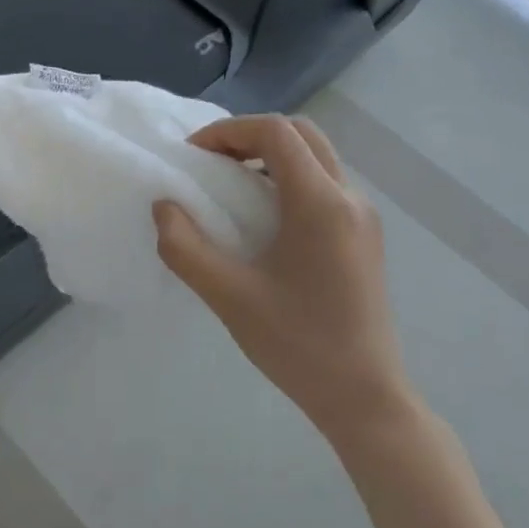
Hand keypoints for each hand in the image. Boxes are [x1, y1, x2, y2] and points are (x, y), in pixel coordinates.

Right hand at [153, 115, 415, 449]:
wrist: (363, 396)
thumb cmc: (296, 344)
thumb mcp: (228, 297)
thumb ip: (185, 248)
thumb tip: (163, 208)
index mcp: (321, 204)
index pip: (276, 132)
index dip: (228, 131)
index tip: (193, 156)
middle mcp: (350, 199)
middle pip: (302, 134)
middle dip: (250, 136)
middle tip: (210, 163)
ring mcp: (363, 218)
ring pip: (317, 157)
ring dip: (271, 157)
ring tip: (230, 188)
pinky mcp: (365, 237)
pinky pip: (325, 185)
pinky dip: (288, 180)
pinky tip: (262, 219)